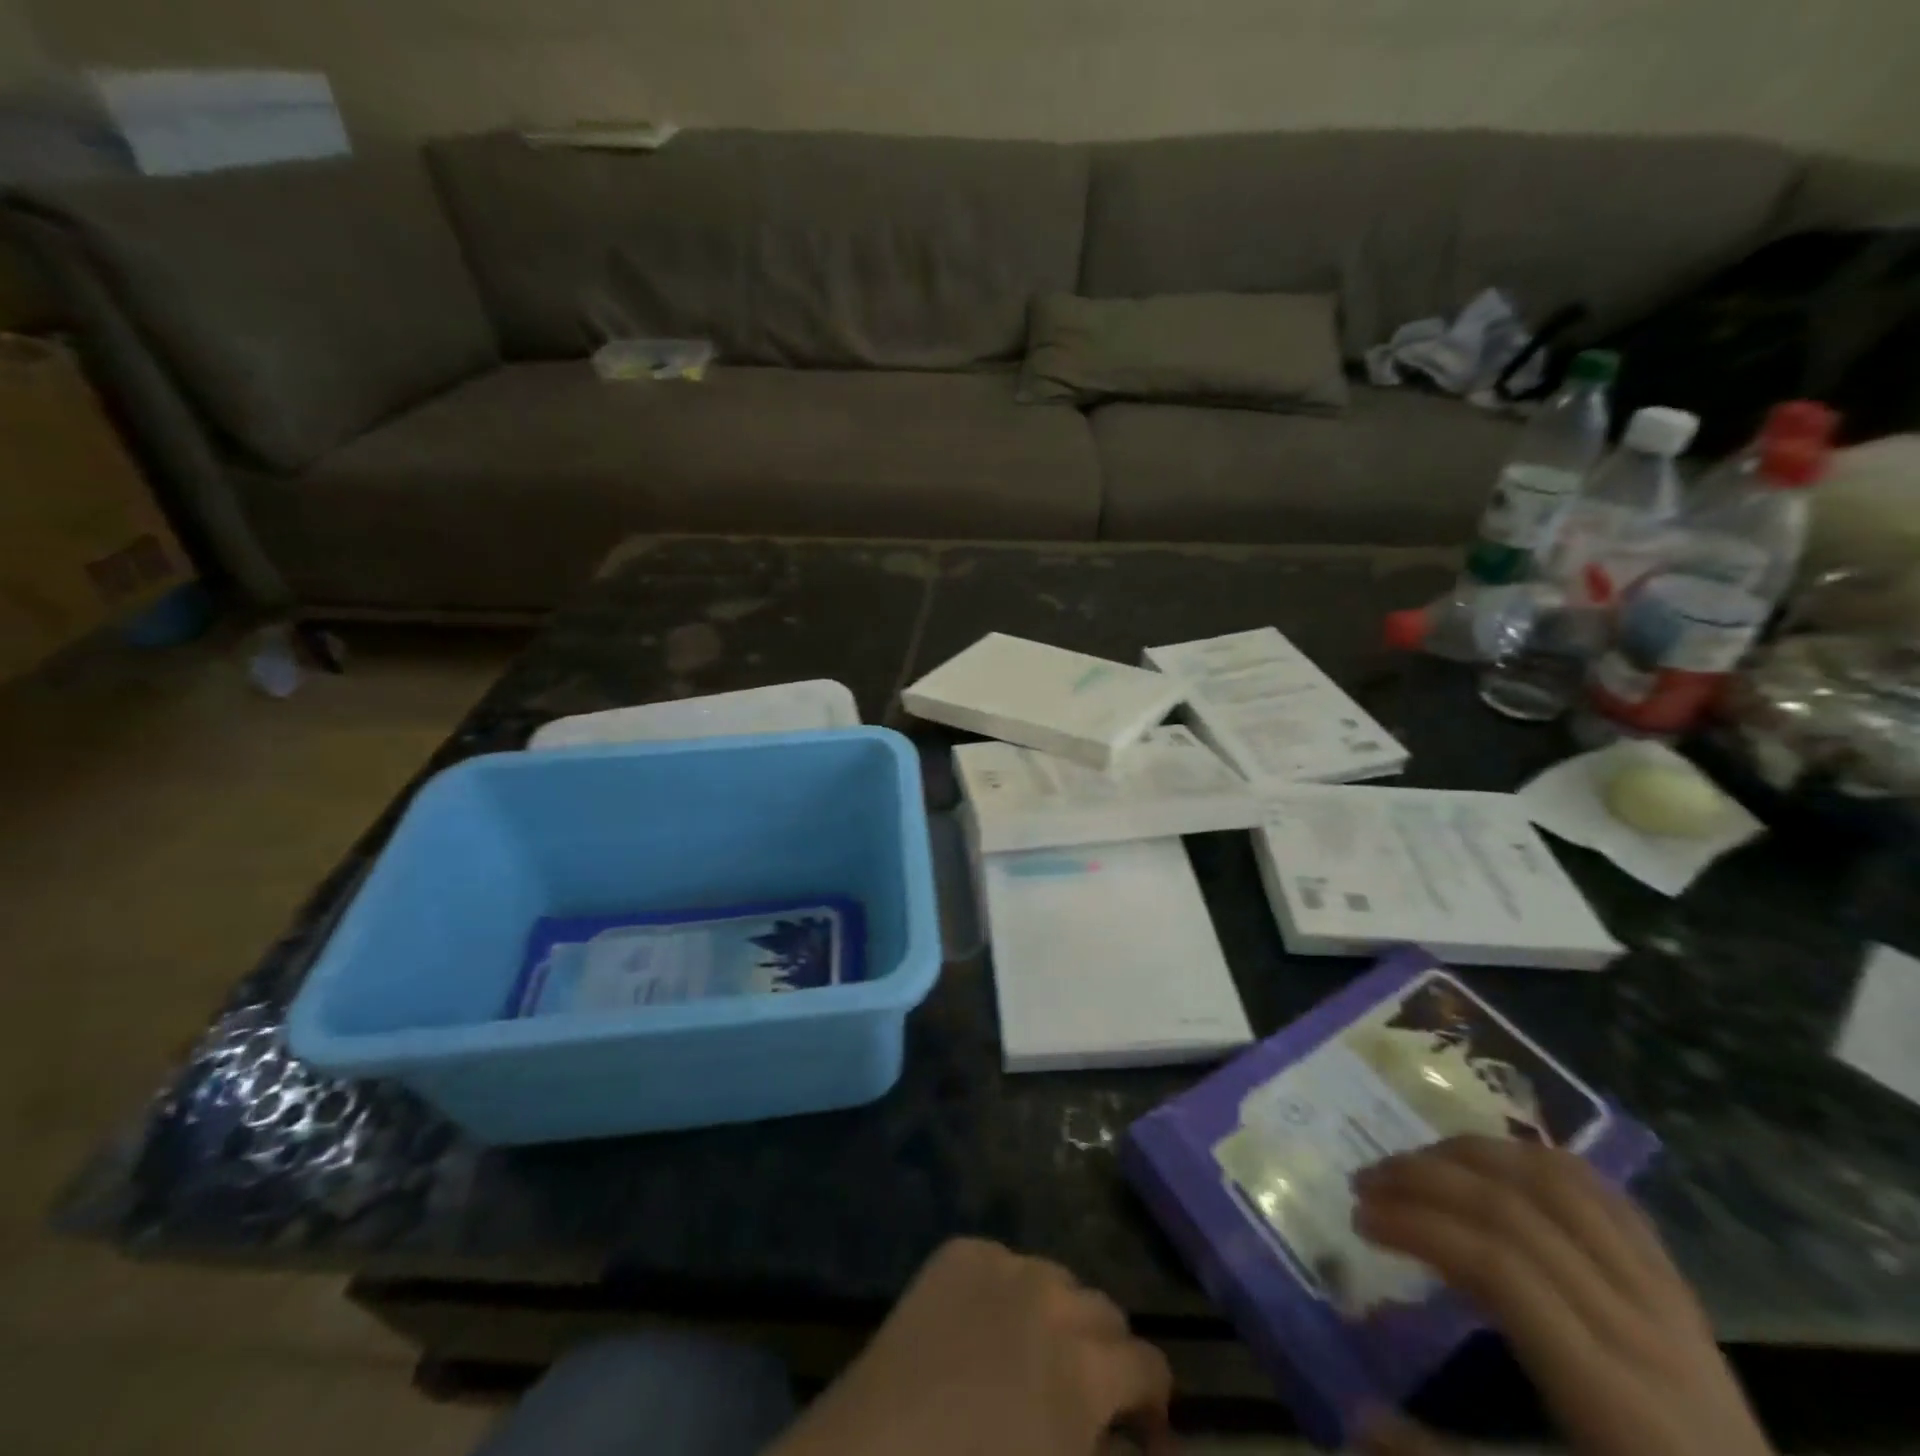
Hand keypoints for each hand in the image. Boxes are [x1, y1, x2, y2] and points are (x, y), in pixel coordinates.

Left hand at [767, 1237, 1172, 1455]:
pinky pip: (1003, 1261)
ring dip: (1060, 1315)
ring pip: (1057, 1278)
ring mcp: (1000, 1264)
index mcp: (1083, 1370)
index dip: (1155, 1403)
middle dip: (1109, 1355)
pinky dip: (1009, 1290)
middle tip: (1089, 1399)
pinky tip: (988, 1327)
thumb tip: (1132, 1439)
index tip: (1144, 1436)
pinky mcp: (957, 1252)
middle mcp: (1050, 1299)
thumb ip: (1102, 1450)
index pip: (1149, 1364)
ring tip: (1034, 1357)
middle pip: (1106, 1310)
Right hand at [1350, 1136, 1770, 1455]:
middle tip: (1368, 1180)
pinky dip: (1540, 1162)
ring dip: (1475, 1155)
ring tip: (1420, 1160)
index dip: (1417, 1226)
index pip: (1497, 1265)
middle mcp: (1643, 1332)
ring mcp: (1670, 1304)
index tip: (1359, 1218)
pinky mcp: (1681, 1293)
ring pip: (1562, 1185)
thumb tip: (1355, 1416)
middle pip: (1518, 1210)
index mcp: (1611, 1396)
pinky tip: (1496, 1163)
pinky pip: (1609, 1199)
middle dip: (1426, 1178)